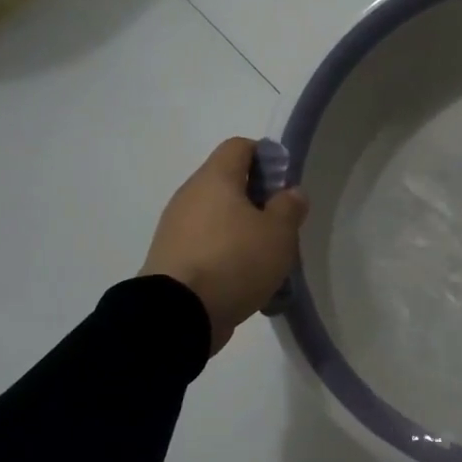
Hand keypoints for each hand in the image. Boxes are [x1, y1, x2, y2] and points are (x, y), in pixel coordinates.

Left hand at [141, 138, 308, 354]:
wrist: (177, 315)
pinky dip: (225, 255)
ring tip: (265, 260)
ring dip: (243, 231)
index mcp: (215, 178)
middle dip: (258, 201)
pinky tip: (243, 280)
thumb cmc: (234, 261)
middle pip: (229, 183)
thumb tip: (290, 192)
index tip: (285, 186)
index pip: (240, 146)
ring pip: (218, 217)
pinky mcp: (171, 258)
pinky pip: (205, 245)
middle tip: (281, 227)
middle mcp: (190, 195)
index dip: (267, 157)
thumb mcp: (278, 233)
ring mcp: (175, 228)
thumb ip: (289, 207)